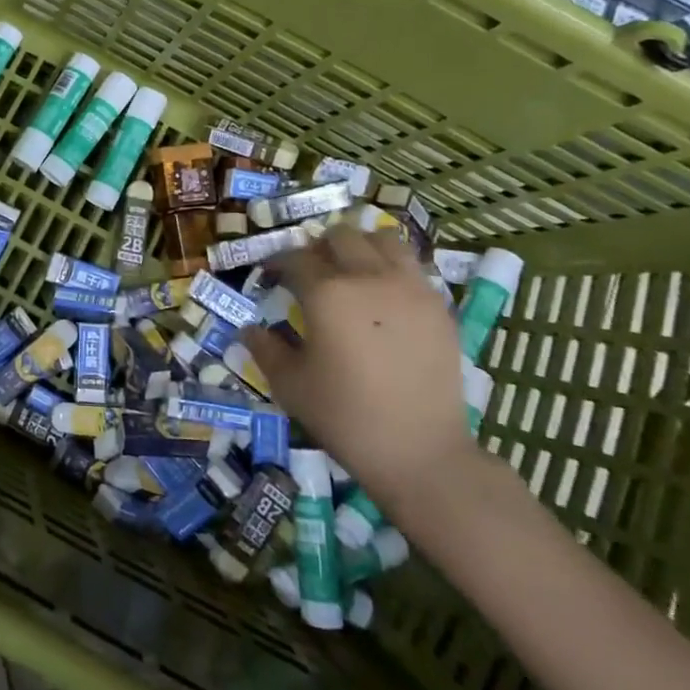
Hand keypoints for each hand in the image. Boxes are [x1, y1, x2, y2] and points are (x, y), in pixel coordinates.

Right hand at [243, 226, 474, 507]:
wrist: (421, 452)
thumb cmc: (346, 417)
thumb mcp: (290, 385)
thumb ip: (265, 348)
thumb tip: (250, 328)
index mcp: (326, 293)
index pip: (294, 258)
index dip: (276, 263)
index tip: (270, 276)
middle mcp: (368, 277)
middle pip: (340, 236)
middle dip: (319, 247)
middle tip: (310, 272)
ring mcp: (410, 288)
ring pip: (383, 239)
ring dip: (360, 246)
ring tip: (351, 271)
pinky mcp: (439, 306)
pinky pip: (413, 266)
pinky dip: (392, 267)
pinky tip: (384, 295)